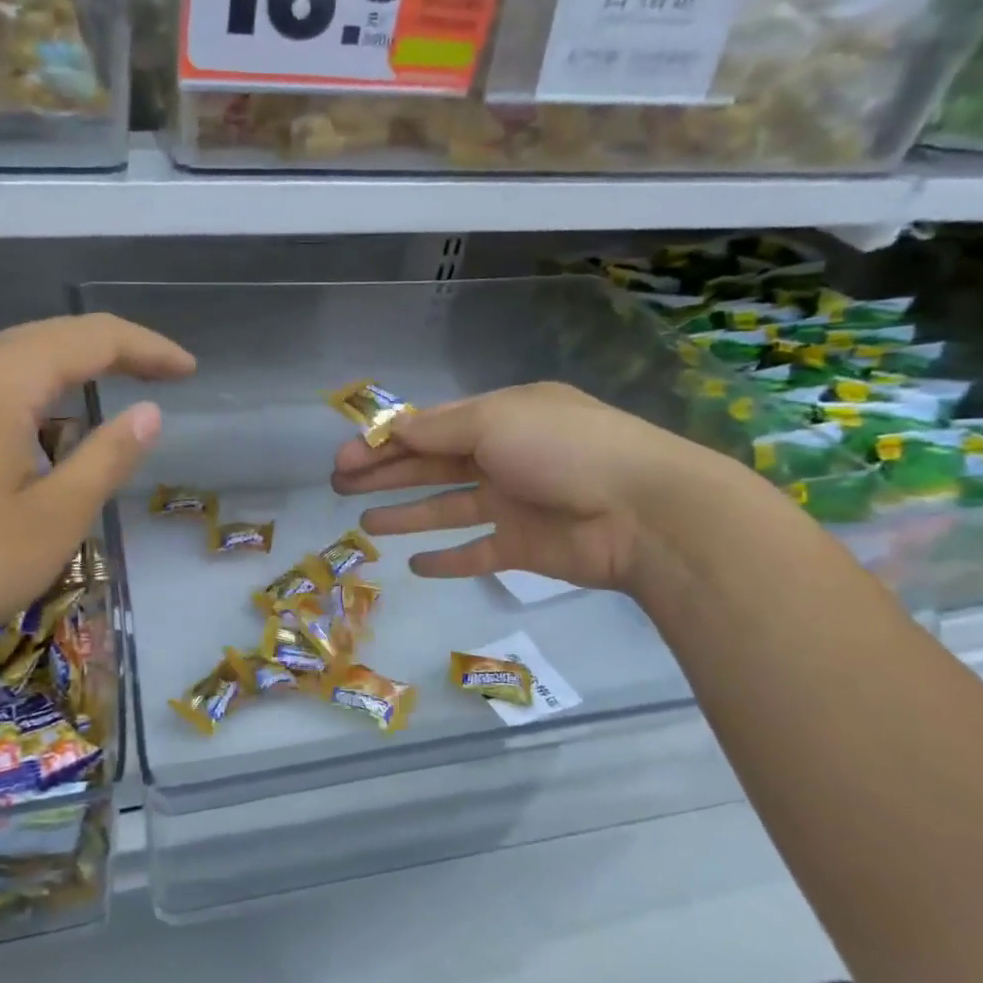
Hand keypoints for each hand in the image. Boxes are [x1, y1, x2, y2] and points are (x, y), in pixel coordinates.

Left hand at [0, 313, 193, 666]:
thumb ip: (107, 458)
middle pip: (56, 338)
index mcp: (3, 376)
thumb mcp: (53, 519)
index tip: (190, 371)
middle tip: (166, 378)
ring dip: (74, 375)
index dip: (149, 349)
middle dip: (117, 353)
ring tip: (117, 401)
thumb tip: (148, 415)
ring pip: (21, 360)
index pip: (95, 338)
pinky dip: (36, 398)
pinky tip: (48, 434)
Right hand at [331, 381, 742, 594]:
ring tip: (365, 525)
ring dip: (406, 514)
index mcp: (501, 417)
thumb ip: (439, 430)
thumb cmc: (563, 450)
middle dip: (384, 474)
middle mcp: (504, 456)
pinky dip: (448, 559)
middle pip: (431, 466)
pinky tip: (416, 566)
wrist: (644, 512)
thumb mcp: (495, 421)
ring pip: (447, 508)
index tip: (345, 457)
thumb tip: (393, 430)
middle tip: (338, 485)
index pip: (430, 428)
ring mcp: (515, 503)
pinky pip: (477, 552)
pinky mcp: (525, 546)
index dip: (384, 441)